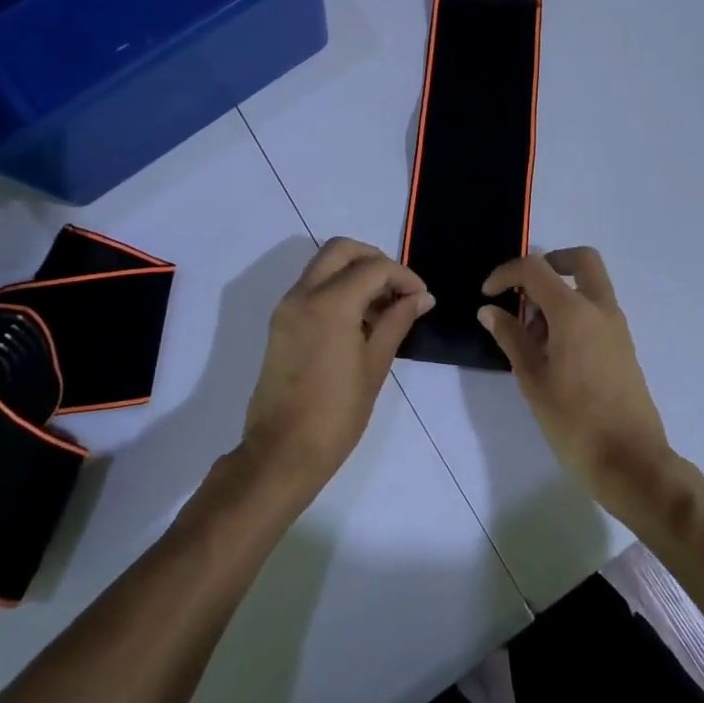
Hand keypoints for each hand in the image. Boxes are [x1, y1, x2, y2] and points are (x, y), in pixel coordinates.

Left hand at [242, 238, 432, 495]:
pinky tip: (359, 320)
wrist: (282, 452)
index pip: (373, 267)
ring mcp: (287, 308)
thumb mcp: (375, 365)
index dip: (403, 276)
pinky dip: (337, 288)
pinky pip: (312, 287)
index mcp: (329, 304)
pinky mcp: (280, 323)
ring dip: (355, 273)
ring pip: (324, 265)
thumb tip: (422, 297)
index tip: (421, 297)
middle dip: (374, 259)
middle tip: (398, 288)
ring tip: (383, 308)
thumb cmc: (337, 413)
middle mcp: (303, 295)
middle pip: (341, 250)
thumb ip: (398, 321)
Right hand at [478, 248, 687, 525]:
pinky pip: (596, 310)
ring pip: (590, 285)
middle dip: (549, 263)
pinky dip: (573, 312)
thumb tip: (489, 310)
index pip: (536, 269)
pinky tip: (553, 351)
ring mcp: (617, 326)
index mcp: (574, 312)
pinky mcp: (623, 346)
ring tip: (531, 335)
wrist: (631, 461)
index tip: (487, 294)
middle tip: (523, 290)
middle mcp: (600, 309)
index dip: (506, 273)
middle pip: (581, 260)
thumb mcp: (533, 380)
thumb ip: (511, 338)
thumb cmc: (575, 422)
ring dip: (560, 291)